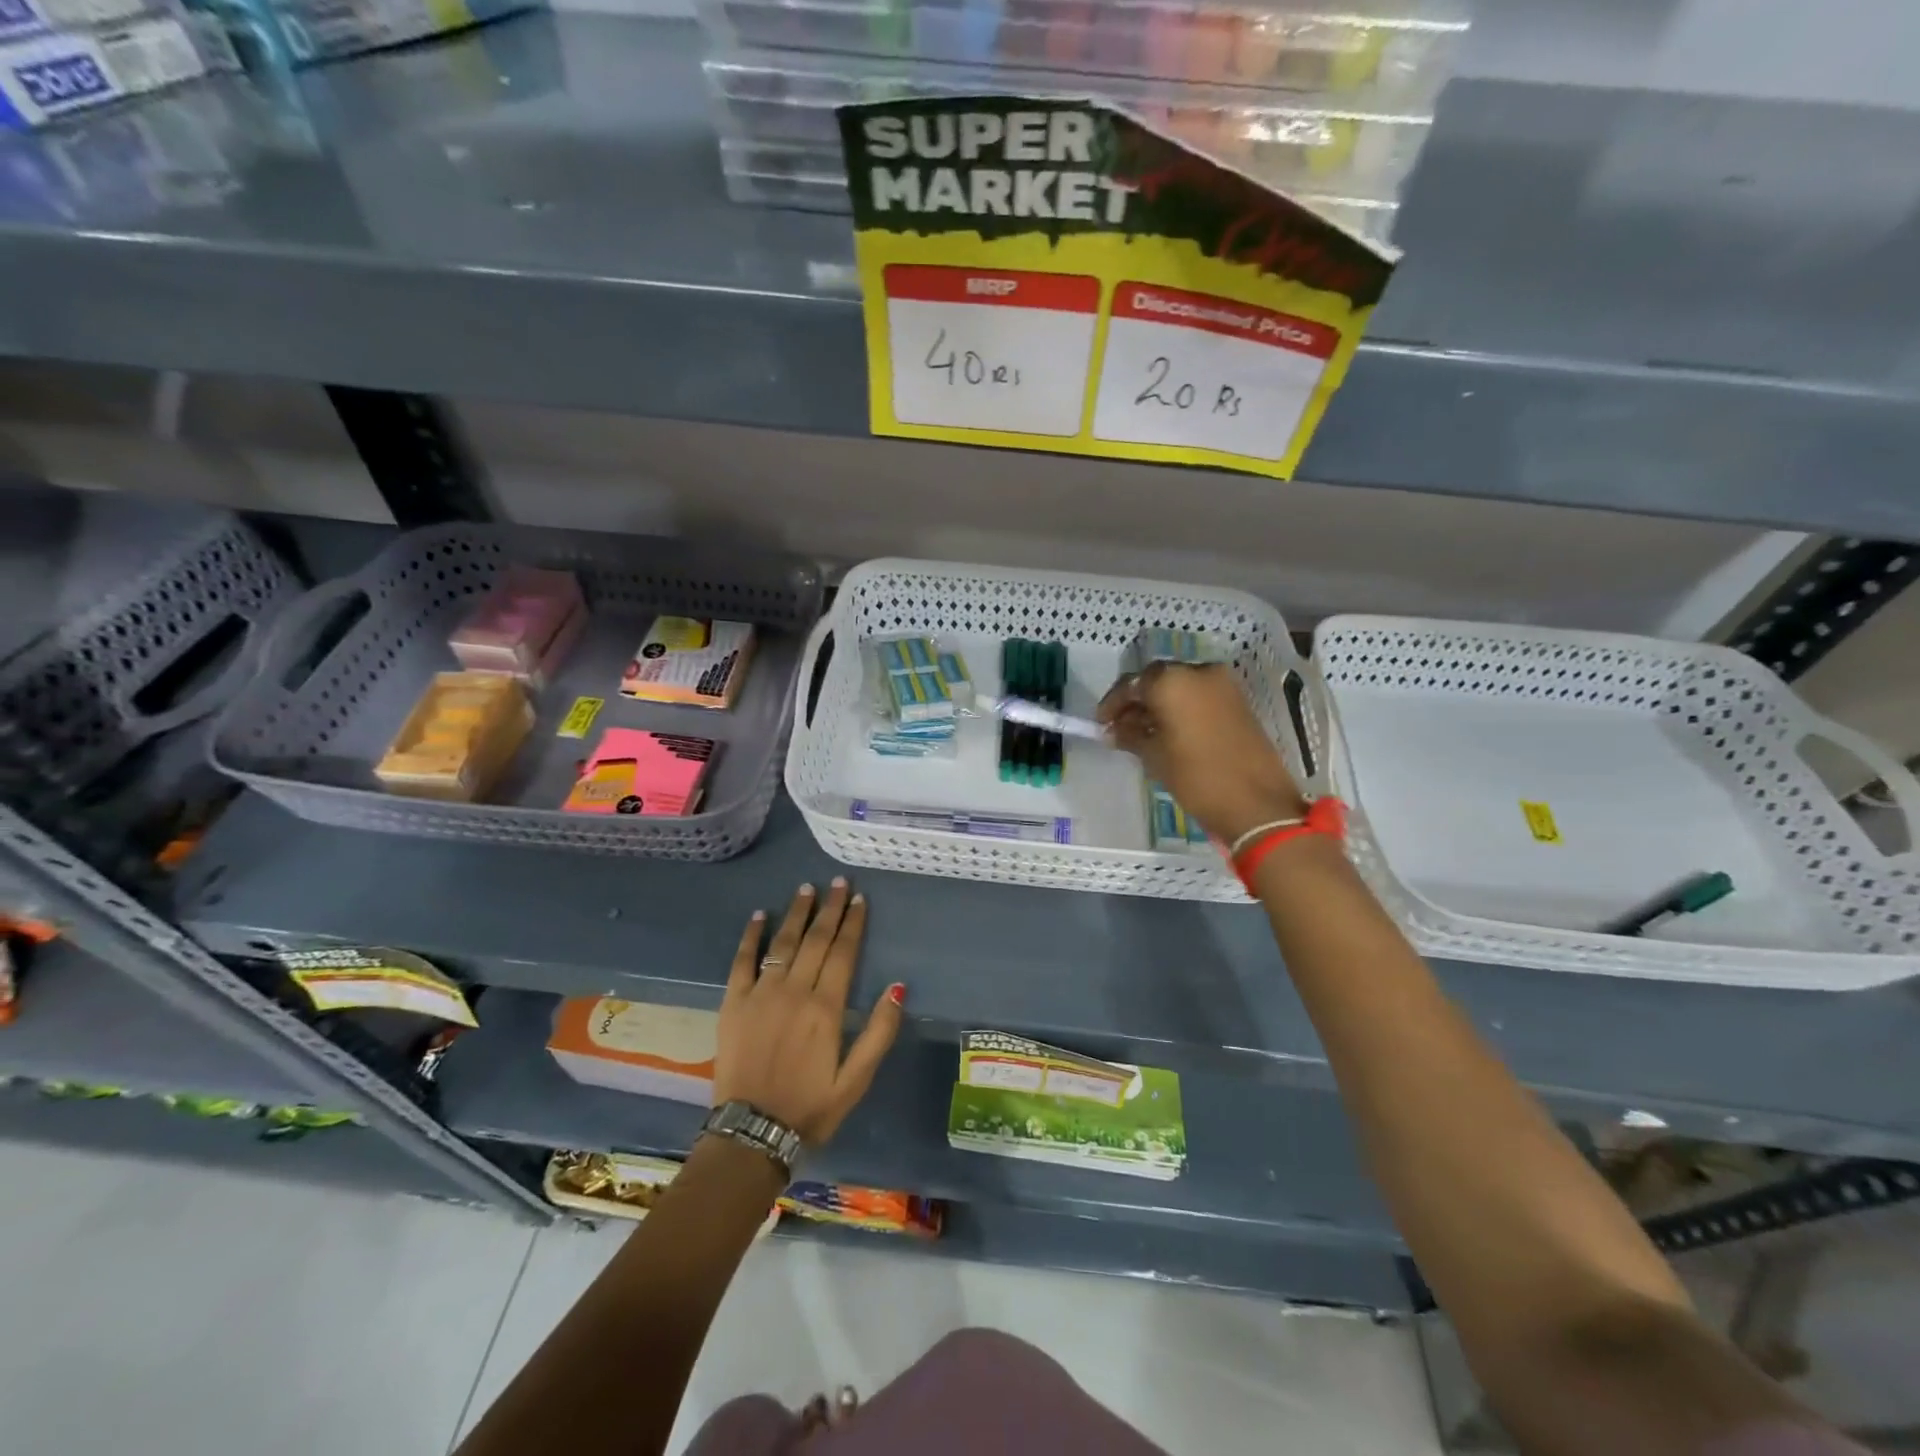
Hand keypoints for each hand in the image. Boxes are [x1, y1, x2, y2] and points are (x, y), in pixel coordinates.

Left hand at [714, 878, 903, 1146]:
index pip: (843, 952)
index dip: (853, 923)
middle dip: (829, 908)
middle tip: (838, 882)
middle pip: (815, 940)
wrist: (752, 1134)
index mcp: (826, 1008)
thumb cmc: (810, 1108)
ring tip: (806, 888)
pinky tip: (760, 915)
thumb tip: (898, 986)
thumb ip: (879, 1032)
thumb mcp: (856, 1080)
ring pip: (782, 943)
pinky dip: (751, 936)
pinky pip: (742, 961)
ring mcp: (760, 994)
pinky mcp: (733, 1003)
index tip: (859, 898)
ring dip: (796, 913)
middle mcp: (794, 991)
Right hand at [1098, 662, 1305, 843]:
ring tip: (1144, 734)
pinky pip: (1200, 696)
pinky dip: (1182, 708)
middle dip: (1137, 701)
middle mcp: (1198, 671)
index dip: (1113, 704)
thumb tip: (1114, 729)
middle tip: (1121, 727)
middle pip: (1157, 680)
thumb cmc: (1197, 777)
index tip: (1102, 724)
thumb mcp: (1154, 756)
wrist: (1257, 803)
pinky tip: (1170, 732)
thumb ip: (1130, 735)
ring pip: (1180, 687)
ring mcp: (1223, 685)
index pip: (1131, 684)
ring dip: (1160, 705)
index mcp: (1172, 681)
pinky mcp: (1239, 701)